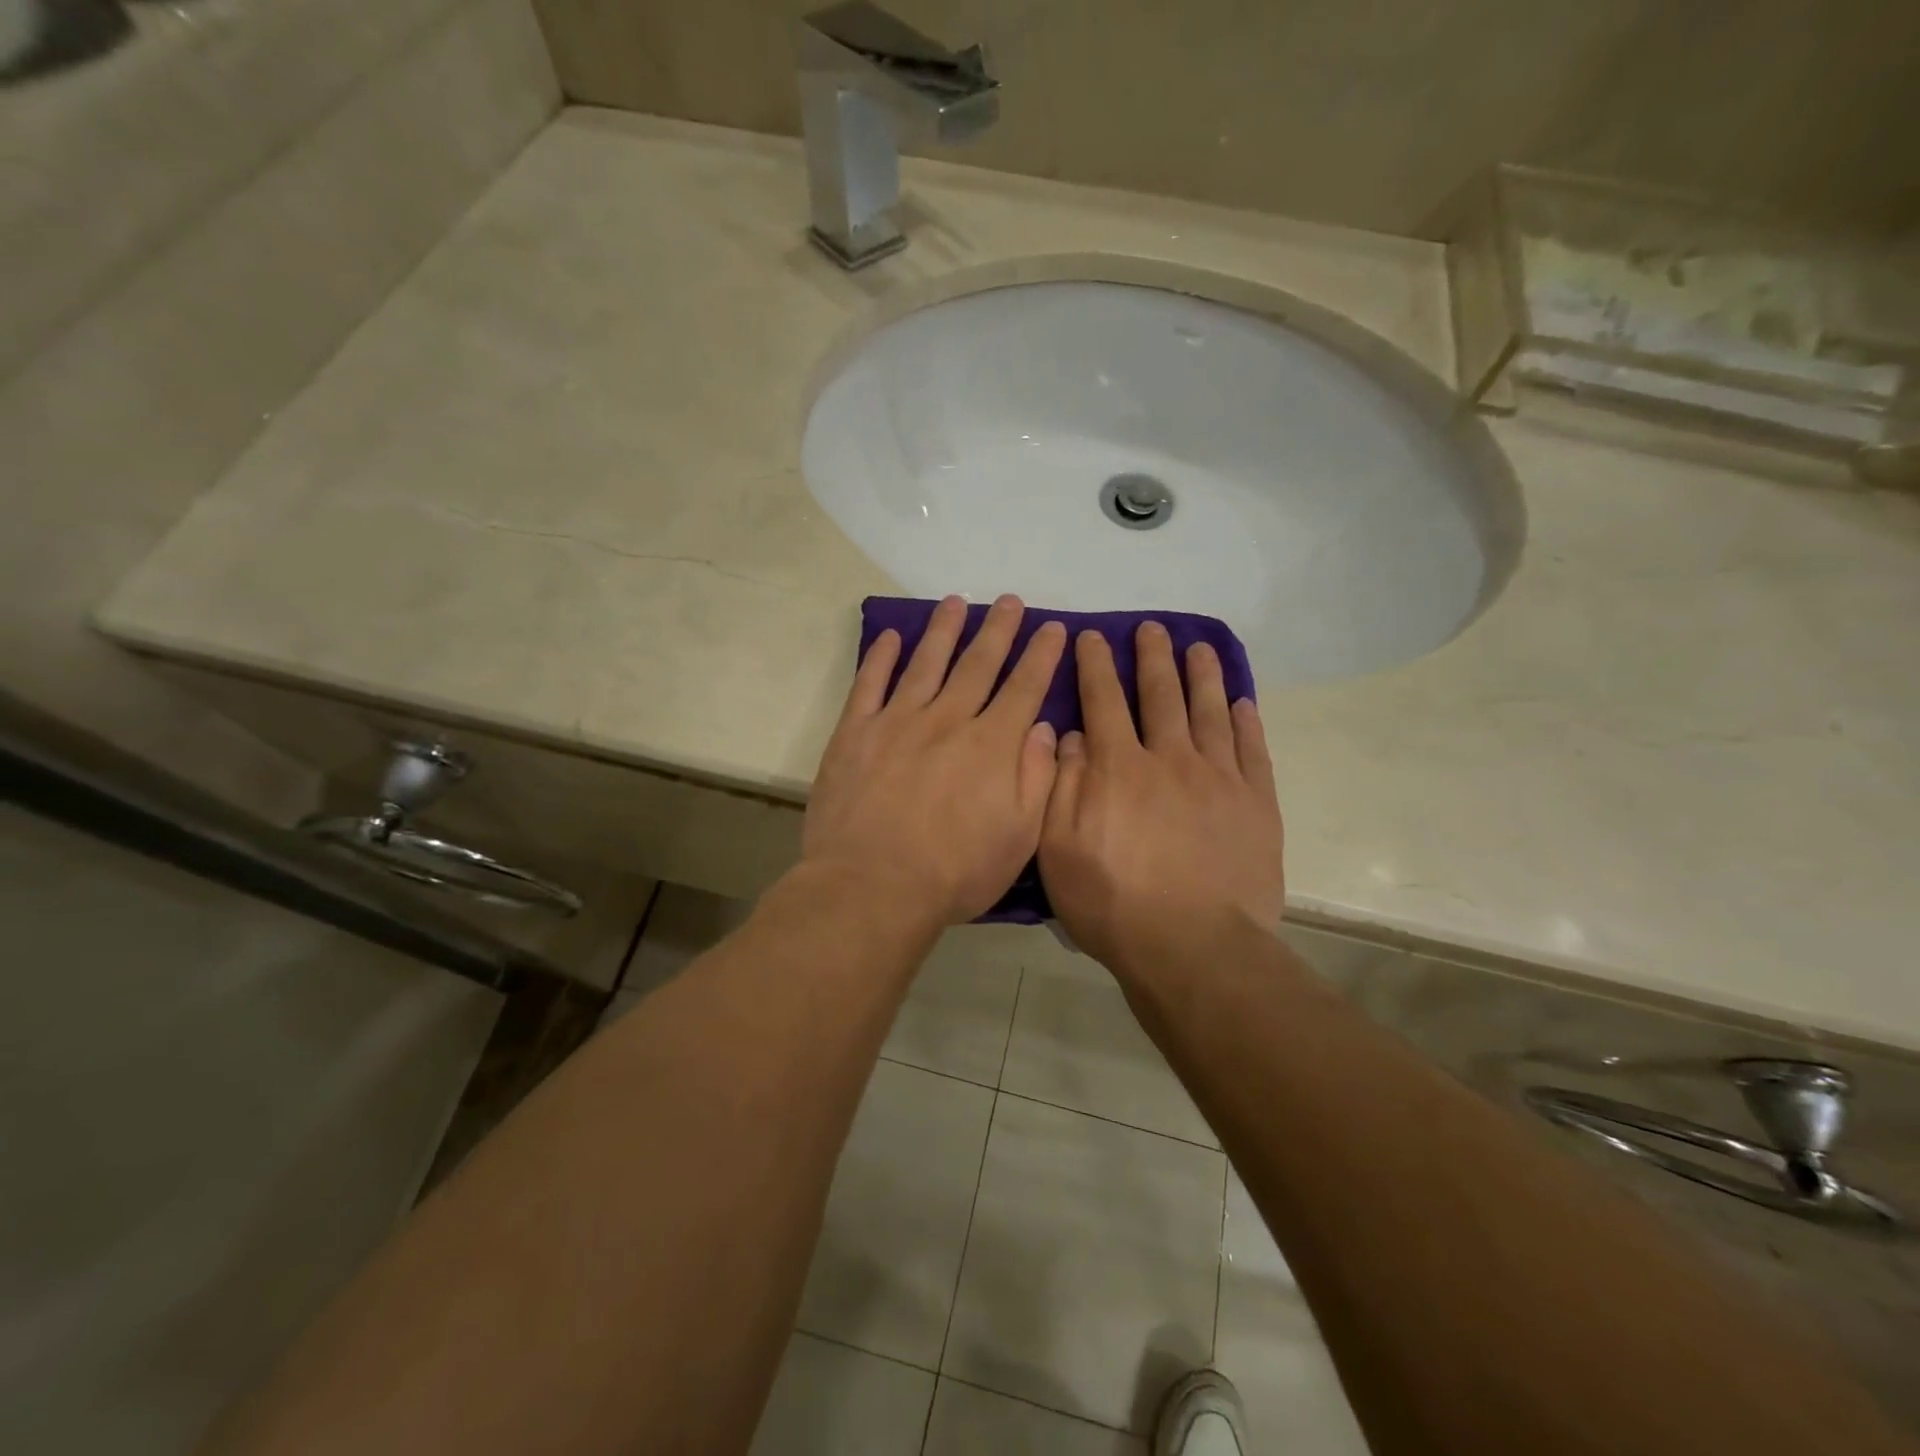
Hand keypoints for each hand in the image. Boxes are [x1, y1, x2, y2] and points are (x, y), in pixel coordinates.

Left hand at [805, 595, 1067, 925]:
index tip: (1053, 628)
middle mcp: (948, 720)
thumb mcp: (1020, 837)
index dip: (1041, 655)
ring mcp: (897, 722)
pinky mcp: (855, 733)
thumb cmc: (955, 871)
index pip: (1025, 688)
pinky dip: (880, 657)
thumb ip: (1037, 778)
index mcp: (992, 745)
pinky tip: (891, 636)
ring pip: (927, 663)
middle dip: (999, 630)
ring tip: (957, 602)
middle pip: (978, 664)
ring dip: (944, 630)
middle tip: (1010, 600)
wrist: (872, 886)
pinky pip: (869, 684)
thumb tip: (1046, 728)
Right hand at [1039, 623, 1284, 982]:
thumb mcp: (1059, 849)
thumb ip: (1061, 785)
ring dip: (1202, 675)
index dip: (1095, 665)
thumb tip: (1069, 735)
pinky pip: (1252, 750)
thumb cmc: (1113, 902)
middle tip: (1152, 628)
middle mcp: (1169, 758)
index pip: (1103, 701)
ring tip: (1199, 647)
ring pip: (1210, 711)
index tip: (1092, 636)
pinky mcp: (1255, 804)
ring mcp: (1218, 778)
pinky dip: (1246, 722)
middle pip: (1160, 694)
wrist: (1193, 947)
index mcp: (1118, 767)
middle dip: (1153, 657)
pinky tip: (1242, 702)